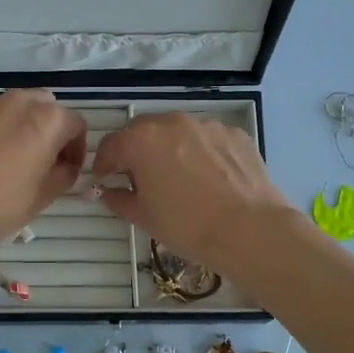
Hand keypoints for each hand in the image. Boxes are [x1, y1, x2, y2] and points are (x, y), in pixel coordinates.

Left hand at [0, 90, 87, 257]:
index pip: (75, 123)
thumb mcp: (46, 195)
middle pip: (41, 106)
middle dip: (44, 128)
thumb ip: (64, 172)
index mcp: (46, 119)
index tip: (67, 167)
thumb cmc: (1, 206)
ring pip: (5, 109)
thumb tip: (63, 165)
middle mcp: (15, 101)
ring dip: (10, 127)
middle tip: (35, 158)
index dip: (76, 147)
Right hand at [91, 113, 296, 271]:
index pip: (110, 145)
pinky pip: (207, 140)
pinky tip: (209, 179)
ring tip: (178, 179)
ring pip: (177, 133)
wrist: (250, 229)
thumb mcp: (144, 217)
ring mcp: (206, 125)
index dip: (103, 165)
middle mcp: (172, 122)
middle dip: (135, 152)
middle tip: (139, 179)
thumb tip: (107, 192)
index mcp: (141, 140)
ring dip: (170, 150)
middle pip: (143, 132)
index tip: (105, 181)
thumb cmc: (188, 225)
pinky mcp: (234, 133)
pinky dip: (201, 153)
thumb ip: (118, 199)